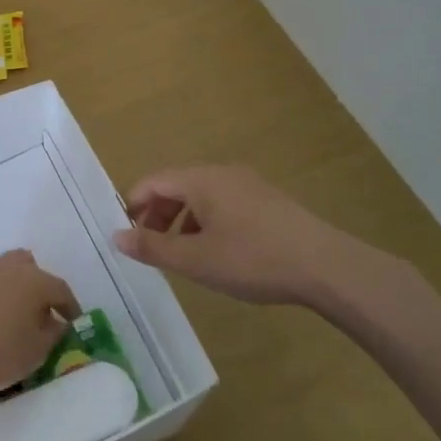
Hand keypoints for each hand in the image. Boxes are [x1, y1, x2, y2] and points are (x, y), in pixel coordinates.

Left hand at [0, 251, 79, 408]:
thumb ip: (53, 334)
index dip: (69, 307)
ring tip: (4, 316)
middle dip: (36, 286)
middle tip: (35, 312)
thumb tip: (56, 322)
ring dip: (7, 289)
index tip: (72, 321)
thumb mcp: (35, 354)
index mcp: (33, 281)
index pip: (60, 289)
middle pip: (28, 268)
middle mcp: (6, 266)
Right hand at [111, 165, 417, 320]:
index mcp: (201, 180)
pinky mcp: (267, 201)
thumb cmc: (253, 260)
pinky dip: (206, 221)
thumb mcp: (195, 260)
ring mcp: (248, 185)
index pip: (153, 182)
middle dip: (156, 214)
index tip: (126, 235)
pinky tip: (216, 252)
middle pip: (176, 185)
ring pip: (200, 195)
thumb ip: (153, 247)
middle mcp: (222, 173)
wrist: (326, 267)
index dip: (133, 206)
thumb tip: (115, 236)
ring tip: (180, 254)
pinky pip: (223, 203)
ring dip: (181, 220)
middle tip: (149, 247)